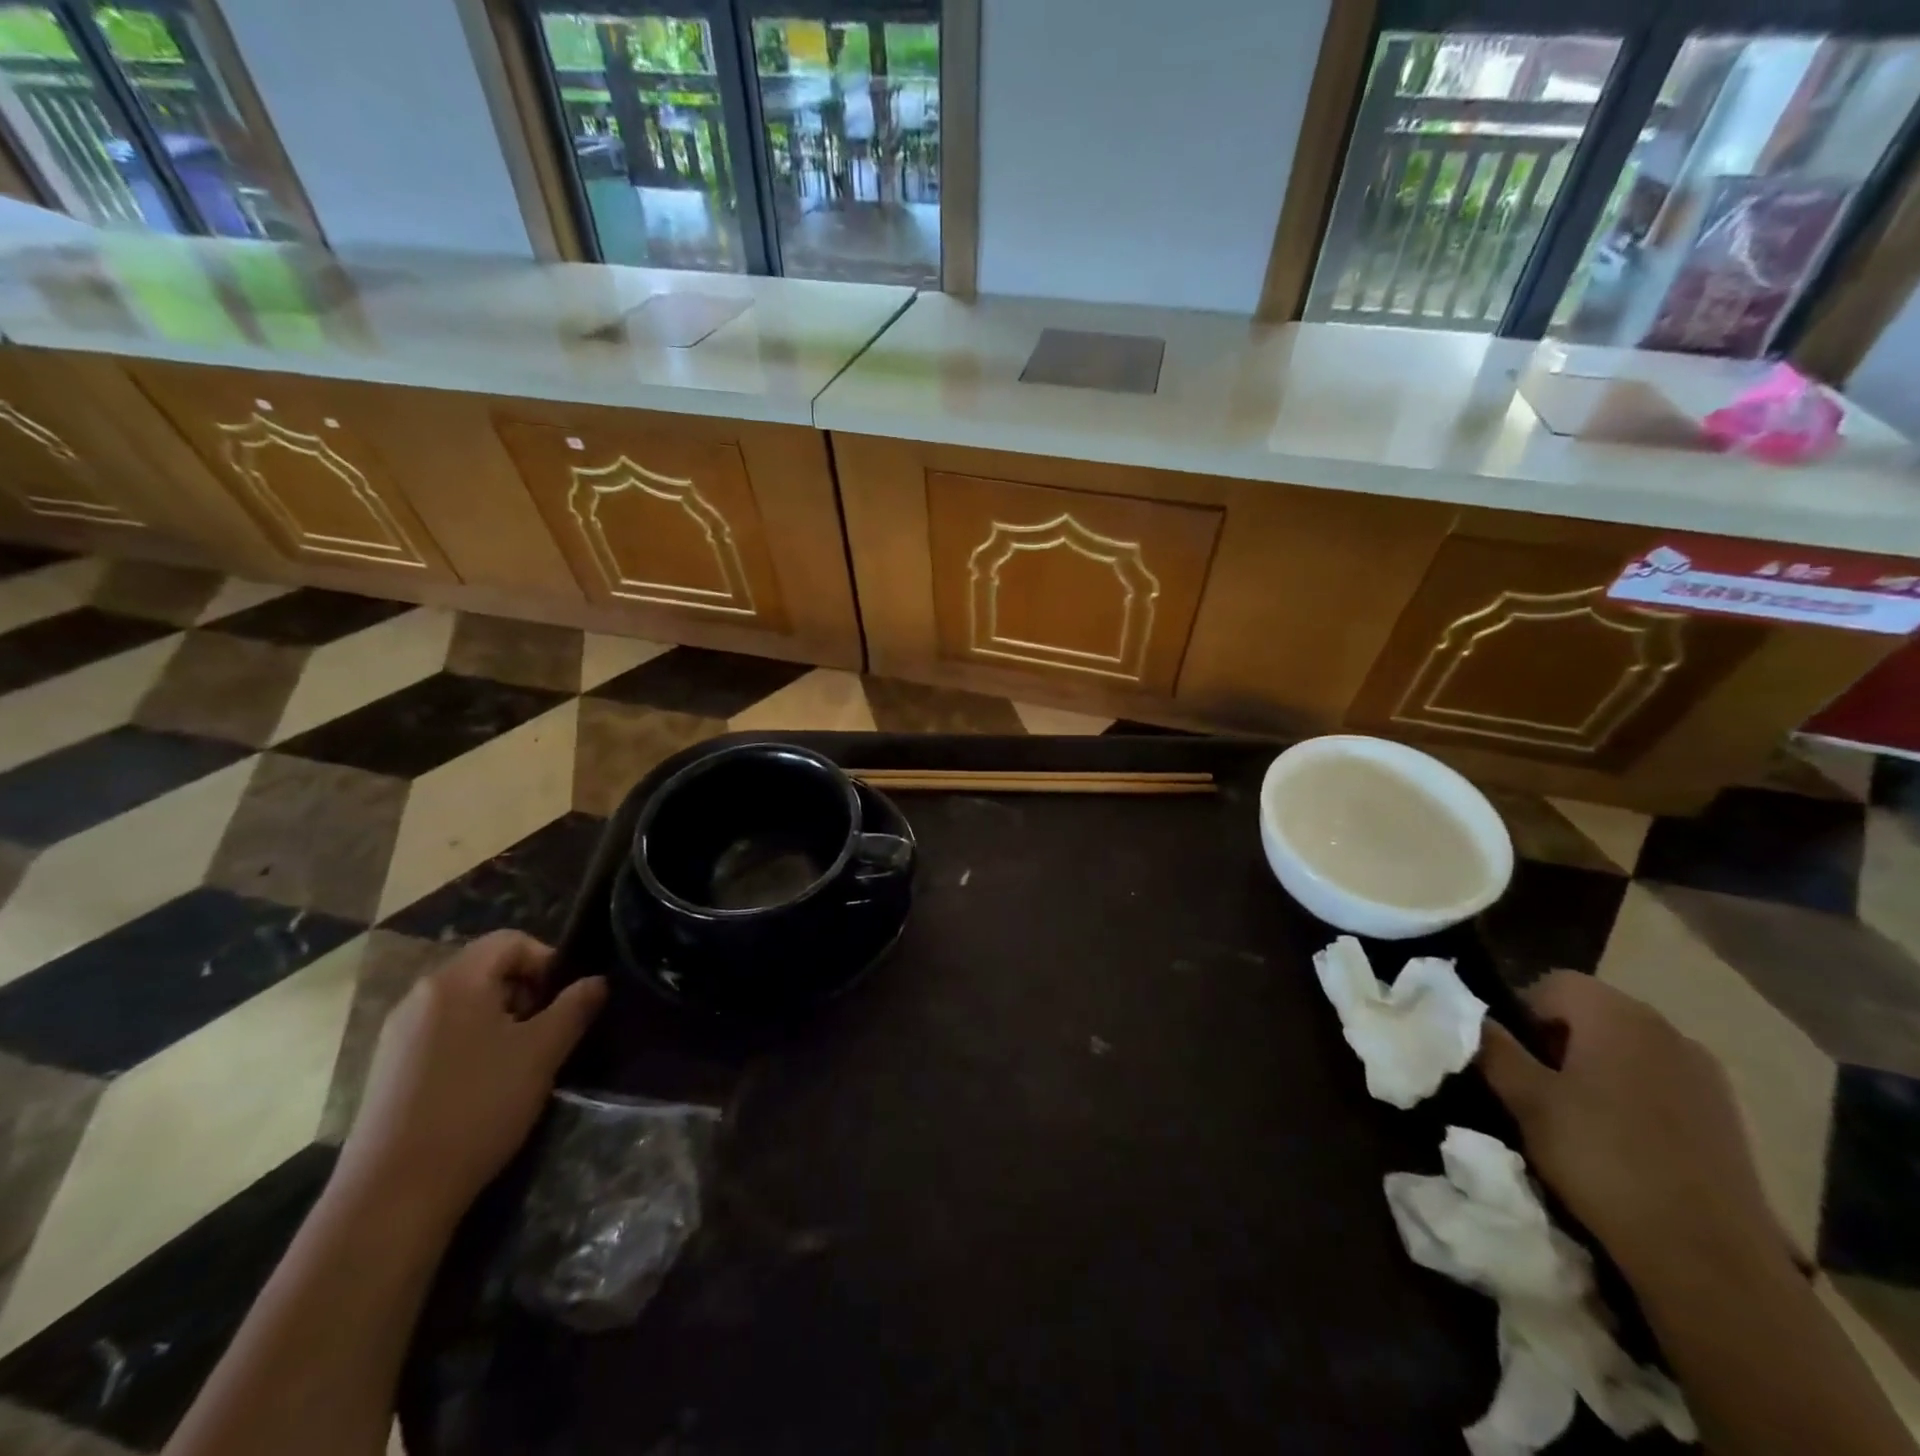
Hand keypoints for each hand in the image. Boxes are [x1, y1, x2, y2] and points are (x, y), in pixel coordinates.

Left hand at [336, 931, 606, 1222]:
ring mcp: (397, 1034)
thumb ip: (575, 1007)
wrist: (393, 1194)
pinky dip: (473, 1043)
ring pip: (466, 1004)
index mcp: (455, 981)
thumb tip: (596, 981)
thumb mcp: (543, 1053)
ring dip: (502, 1020)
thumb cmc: (477, 1107)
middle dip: (527, 992)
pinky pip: (442, 1033)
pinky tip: (483, 1086)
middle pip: (487, 969)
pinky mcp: (388, 1070)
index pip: (511, 941)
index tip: (565, 1002)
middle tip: (547, 1033)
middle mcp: (420, 996)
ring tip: (520, 1062)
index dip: (548, 961)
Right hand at [1477, 972, 1785, 1283]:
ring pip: (1625, 1048)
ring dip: (1593, 1067)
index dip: (1520, 1012)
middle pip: (1591, 1012)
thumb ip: (1492, 1047)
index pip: (1552, 984)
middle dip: (1555, 1039)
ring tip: (1574, 1115)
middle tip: (1534, 1086)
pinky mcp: (1725, 1114)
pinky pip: (1658, 1081)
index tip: (1509, 1056)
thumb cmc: (1602, 1159)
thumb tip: (1466, 1015)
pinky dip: (1630, 1095)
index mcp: (1617, 1015)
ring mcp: (1703, 1073)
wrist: (1708, 1255)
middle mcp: (1666, 1029)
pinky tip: (1621, 1139)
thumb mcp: (1526, 1099)